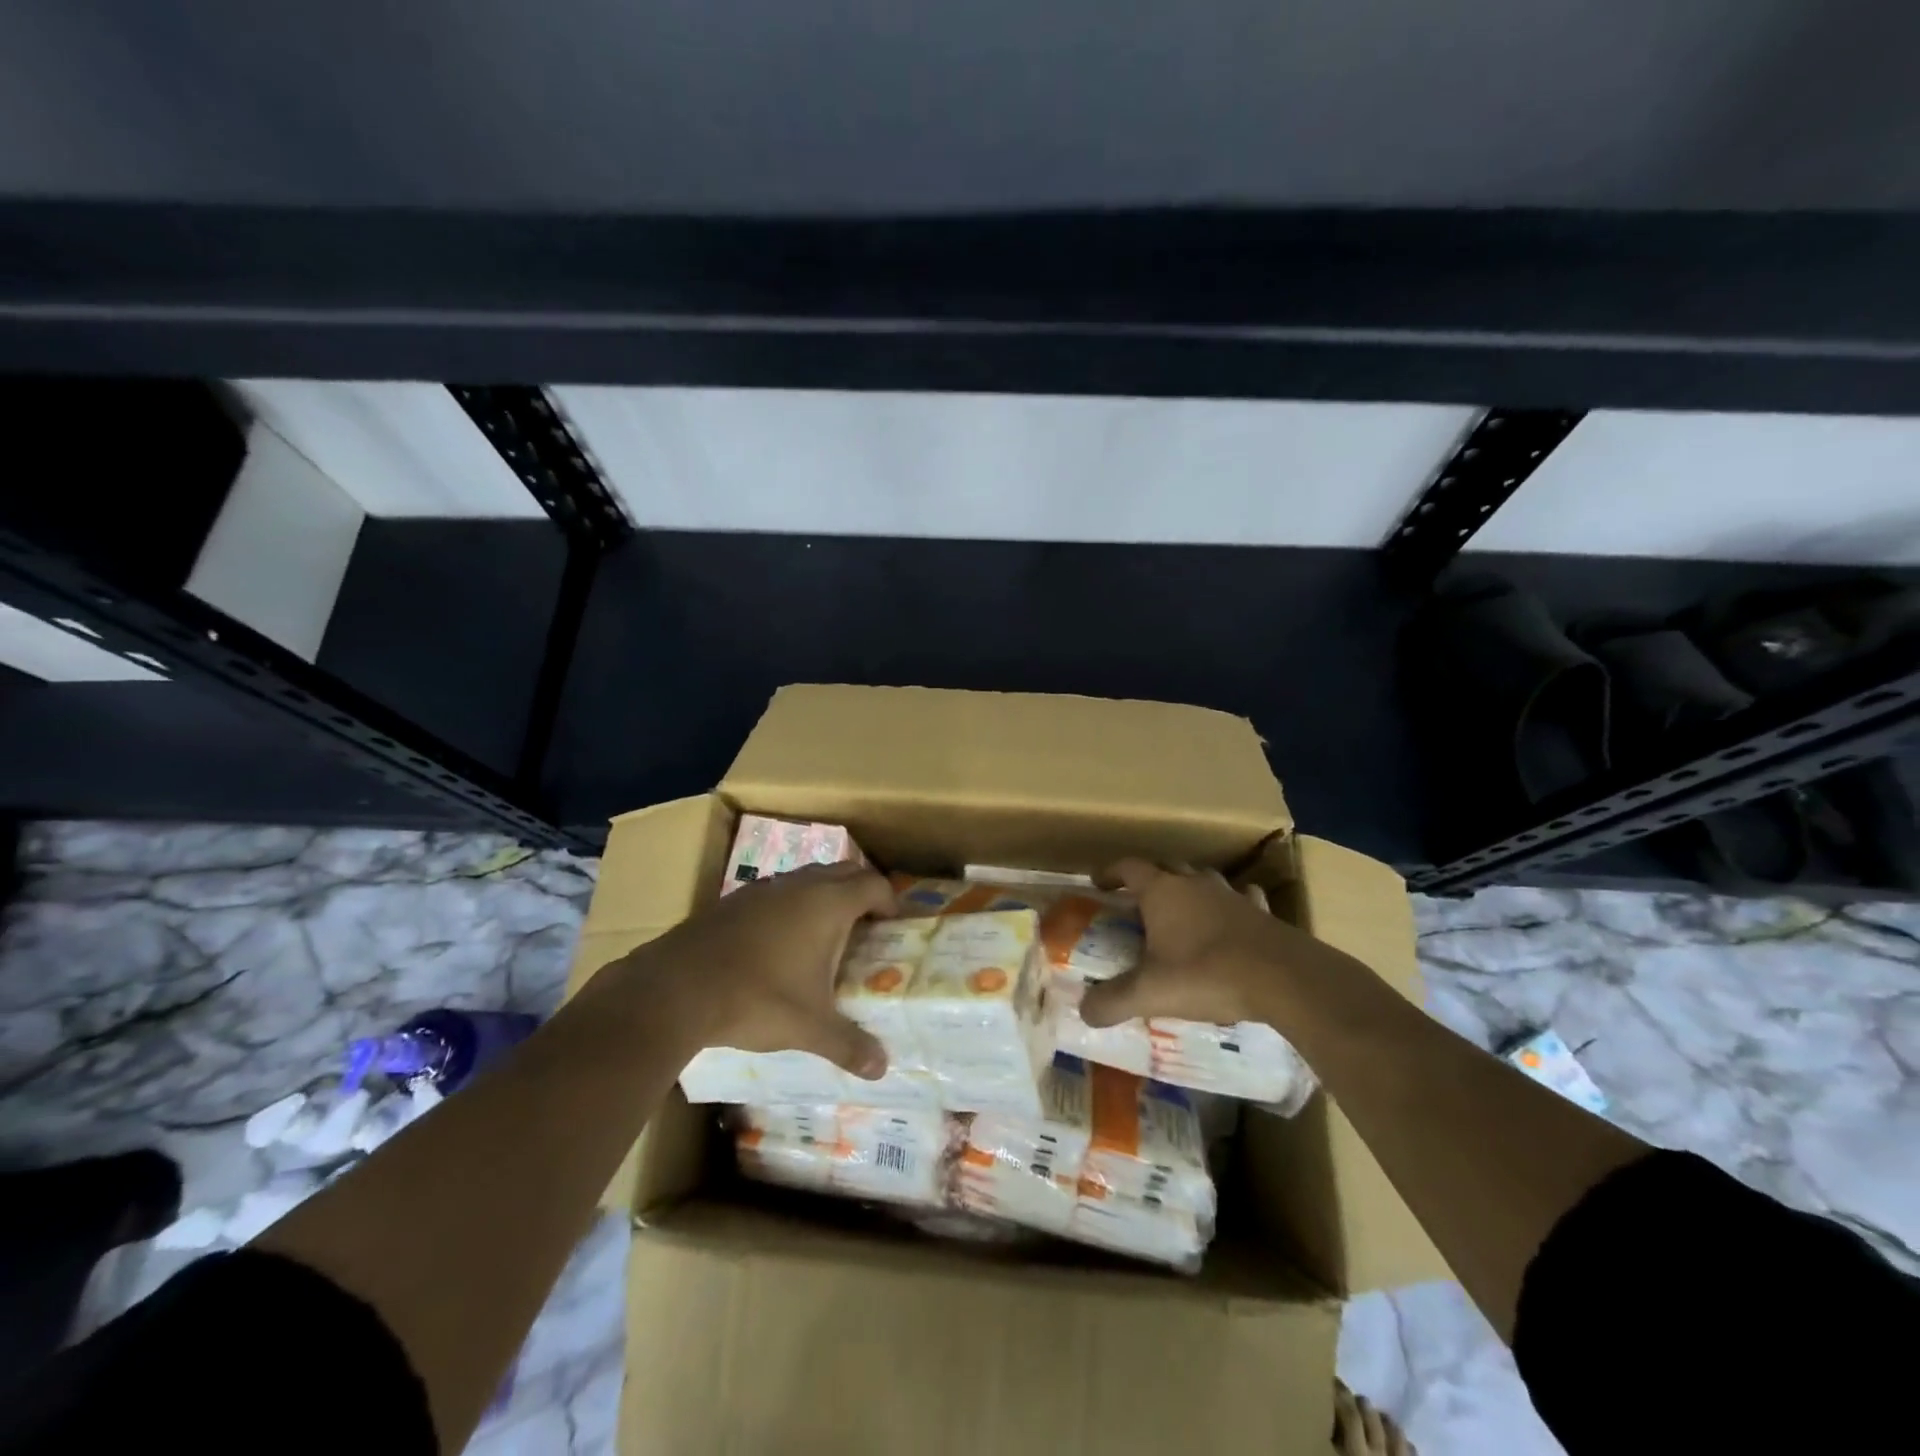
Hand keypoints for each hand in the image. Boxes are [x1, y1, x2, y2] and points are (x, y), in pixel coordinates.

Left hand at [614, 861, 895, 1079]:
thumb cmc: (757, 998)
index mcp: (828, 904)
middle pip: (844, 871)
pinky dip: (791, 905)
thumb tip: (881, 1069)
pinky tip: (779, 941)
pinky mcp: (735, 899)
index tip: (892, 927)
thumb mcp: (809, 1027)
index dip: (889, 902)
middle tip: (866, 926)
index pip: (873, 884)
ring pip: (808, 877)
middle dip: (860, 892)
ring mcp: (764, 887)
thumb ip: (848, 1044)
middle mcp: (800, 885)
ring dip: (824, 895)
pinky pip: (778, 890)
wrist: (677, 988)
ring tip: (825, 934)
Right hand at [1079, 859, 1294, 1028]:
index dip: (1111, 872)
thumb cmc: (1206, 974)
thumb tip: (1083, 1012)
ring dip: (1190, 889)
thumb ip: (1113, 1001)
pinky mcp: (1262, 912)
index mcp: (1162, 891)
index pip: (1129, 867)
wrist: (1283, 978)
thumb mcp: (1150, 993)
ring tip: (1183, 911)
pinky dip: (1231, 906)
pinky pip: (1242, 899)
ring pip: (1203, 879)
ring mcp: (1231, 895)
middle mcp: (1194, 883)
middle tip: (1139, 901)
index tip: (1099, 883)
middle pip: (1166, 866)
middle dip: (1150, 878)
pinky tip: (1232, 921)